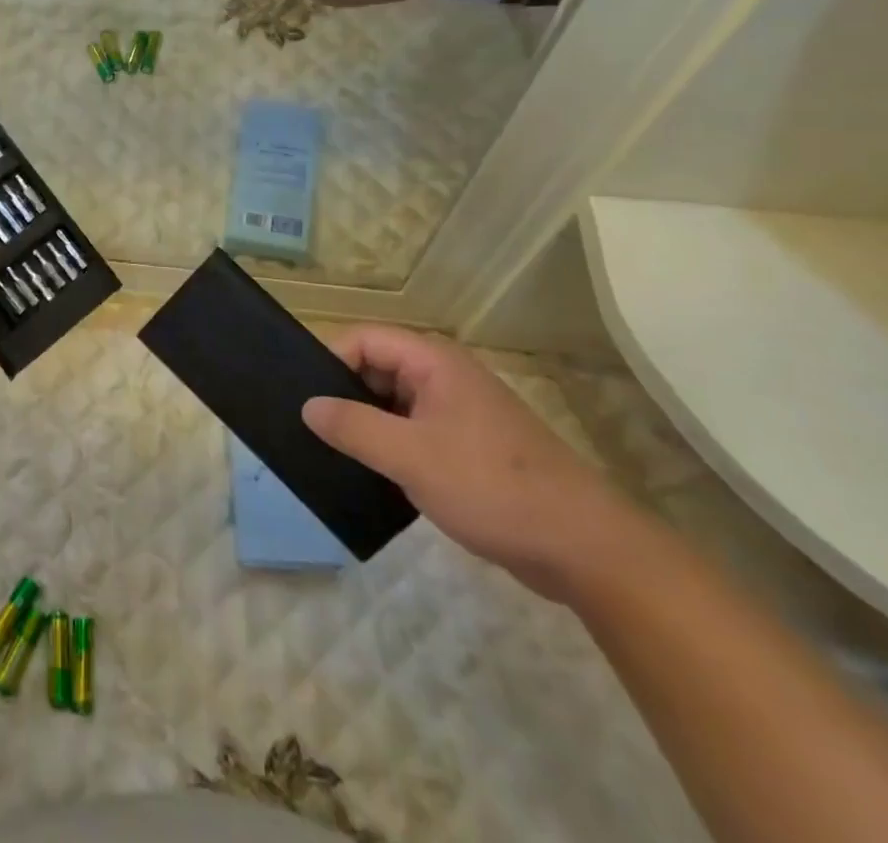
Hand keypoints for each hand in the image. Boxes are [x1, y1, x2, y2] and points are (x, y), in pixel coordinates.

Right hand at [302, 327, 641, 602]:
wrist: (584, 548)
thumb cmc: (492, 487)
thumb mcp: (410, 455)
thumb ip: (353, 426)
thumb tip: (307, 406)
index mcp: (434, 362)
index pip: (364, 340)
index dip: (330, 361)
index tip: (304, 399)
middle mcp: (445, 377)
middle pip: (377, 368)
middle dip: (344, 395)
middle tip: (311, 430)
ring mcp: (459, 413)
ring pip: (393, 404)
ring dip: (366, 425)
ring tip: (331, 454)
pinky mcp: (468, 448)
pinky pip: (413, 433)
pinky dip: (389, 447)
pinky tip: (370, 476)